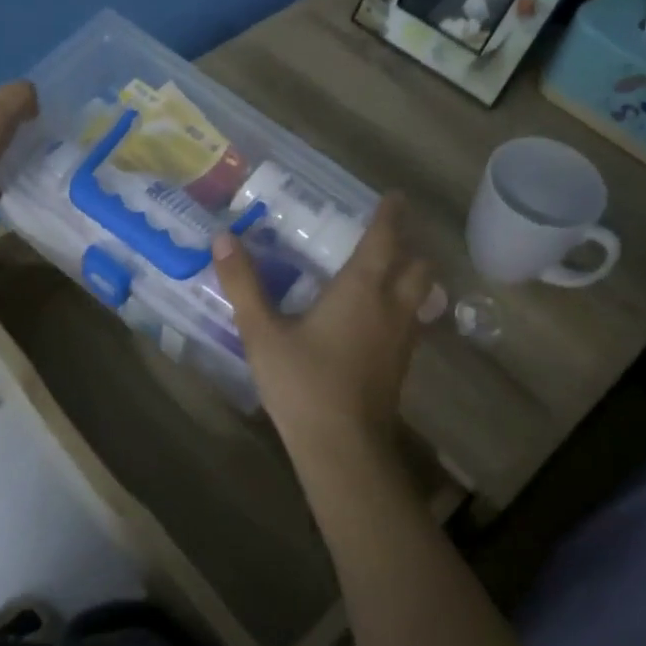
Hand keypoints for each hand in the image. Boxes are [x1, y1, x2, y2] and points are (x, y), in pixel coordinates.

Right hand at [212, 194, 435, 470]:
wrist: (343, 448)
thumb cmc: (303, 383)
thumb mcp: (262, 332)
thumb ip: (243, 283)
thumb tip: (222, 238)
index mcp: (361, 290)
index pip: (386, 240)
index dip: (391, 215)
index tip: (395, 197)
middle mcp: (391, 307)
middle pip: (419, 267)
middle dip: (410, 247)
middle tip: (389, 238)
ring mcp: (402, 339)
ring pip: (422, 296)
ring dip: (412, 278)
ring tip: (389, 273)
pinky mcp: (401, 366)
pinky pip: (414, 322)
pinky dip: (406, 308)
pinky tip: (380, 320)